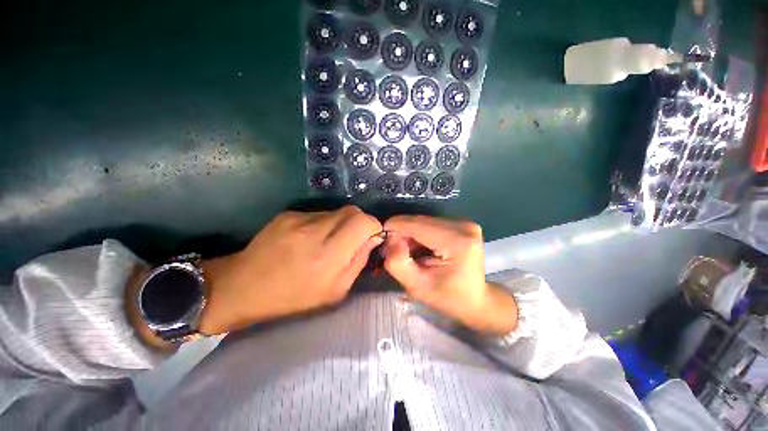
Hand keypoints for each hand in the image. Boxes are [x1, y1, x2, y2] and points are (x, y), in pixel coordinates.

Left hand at [198, 206, 382, 334]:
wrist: (243, 287)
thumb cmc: (293, 297)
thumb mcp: (335, 291)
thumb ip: (358, 262)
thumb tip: (373, 239)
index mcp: (329, 255)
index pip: (364, 222)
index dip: (373, 226)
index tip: (371, 237)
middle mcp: (315, 231)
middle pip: (353, 211)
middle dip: (360, 222)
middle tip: (353, 239)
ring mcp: (299, 219)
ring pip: (337, 211)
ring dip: (341, 224)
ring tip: (327, 241)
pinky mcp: (288, 214)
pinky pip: (319, 213)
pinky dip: (324, 223)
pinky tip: (310, 238)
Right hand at [382, 215, 516, 335]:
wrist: (477, 300)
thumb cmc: (448, 298)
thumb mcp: (417, 286)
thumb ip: (398, 262)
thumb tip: (390, 239)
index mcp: (456, 241)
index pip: (416, 225)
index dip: (394, 229)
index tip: (382, 242)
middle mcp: (462, 225)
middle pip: (419, 221)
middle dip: (401, 233)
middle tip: (393, 250)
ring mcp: (464, 223)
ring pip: (423, 220)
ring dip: (410, 233)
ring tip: (407, 251)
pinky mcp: (462, 223)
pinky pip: (431, 223)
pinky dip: (420, 233)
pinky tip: (419, 247)